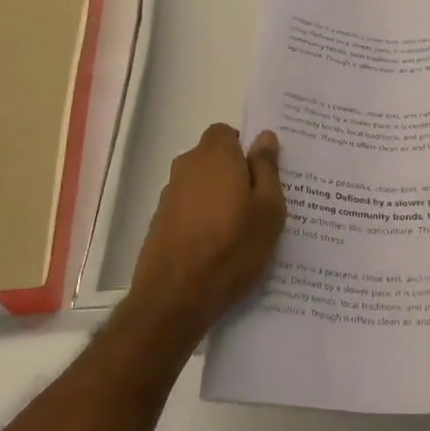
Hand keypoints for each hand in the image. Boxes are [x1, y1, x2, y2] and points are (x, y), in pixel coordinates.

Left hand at [127, 123, 285, 336]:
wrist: (175, 298)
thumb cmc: (231, 248)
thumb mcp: (268, 209)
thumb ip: (267, 168)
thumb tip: (265, 136)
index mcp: (214, 156)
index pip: (227, 132)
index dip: (245, 149)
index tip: (264, 175)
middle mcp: (187, 167)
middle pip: (214, 159)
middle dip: (236, 174)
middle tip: (261, 204)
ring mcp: (169, 196)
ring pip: (202, 185)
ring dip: (219, 199)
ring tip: (242, 231)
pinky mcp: (160, 222)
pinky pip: (190, 209)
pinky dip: (204, 220)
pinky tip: (219, 248)